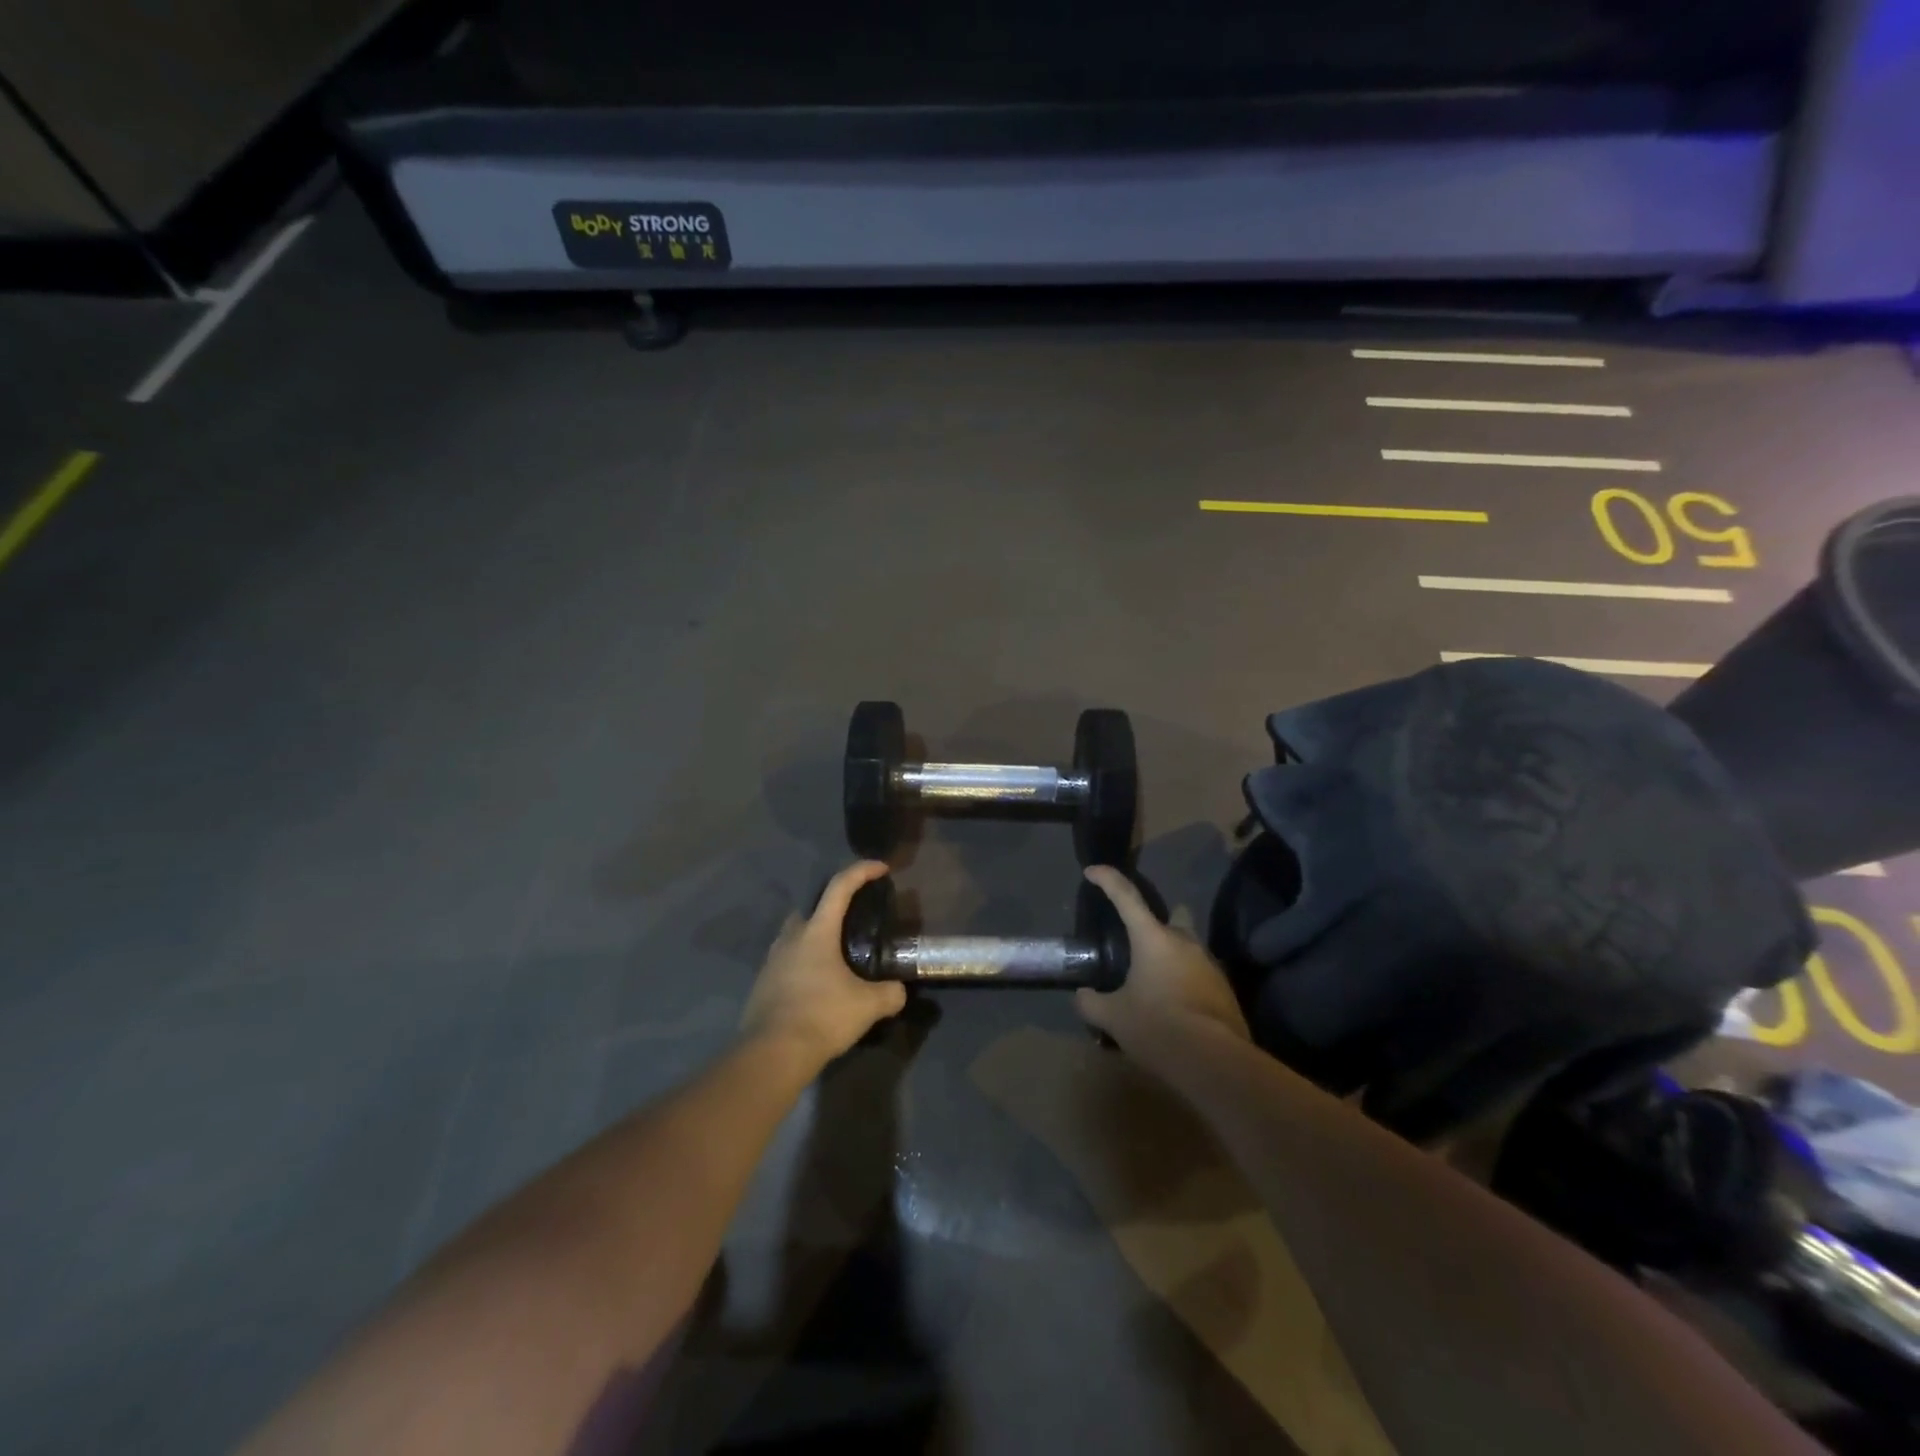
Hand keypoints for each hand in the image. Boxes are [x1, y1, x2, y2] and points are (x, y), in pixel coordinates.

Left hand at [739, 860, 908, 1066]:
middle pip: (812, 907)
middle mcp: (791, 937)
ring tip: (839, 956)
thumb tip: (898, 990)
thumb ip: (890, 993)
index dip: (862, 871)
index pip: (840, 887)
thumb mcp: (868, 1005)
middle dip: (833, 906)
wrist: (771, 1054)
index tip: (881, 868)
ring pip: (797, 935)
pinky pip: (788, 961)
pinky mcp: (763, 984)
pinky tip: (820, 984)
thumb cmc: (822, 1016)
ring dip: (817, 937)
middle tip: (854, 919)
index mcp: (817, 931)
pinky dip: (805, 963)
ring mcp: (772, 960)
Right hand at [1075, 865, 1250, 1046]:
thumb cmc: (1157, 1027)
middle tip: (1127, 959)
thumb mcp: (1112, 1017)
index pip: (1126, 896)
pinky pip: (1195, 976)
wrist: (1216, 1062)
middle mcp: (1184, 941)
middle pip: (1158, 927)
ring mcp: (1209, 964)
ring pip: (1179, 953)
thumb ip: (1091, 1002)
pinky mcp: (1225, 988)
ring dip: (1164, 965)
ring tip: (1149, 993)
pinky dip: (1181, 985)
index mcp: (1153, 938)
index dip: (1107, 880)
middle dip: (1143, 937)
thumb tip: (1082, 996)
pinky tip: (1172, 1012)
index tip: (1092, 871)